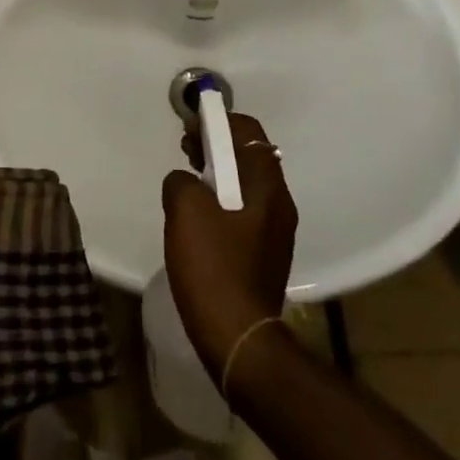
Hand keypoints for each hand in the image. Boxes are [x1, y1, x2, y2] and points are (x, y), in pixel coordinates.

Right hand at [161, 111, 297, 374]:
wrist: (238, 340)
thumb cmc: (214, 267)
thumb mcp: (186, 211)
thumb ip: (181, 181)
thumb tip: (184, 182)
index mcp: (267, 187)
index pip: (248, 132)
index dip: (219, 119)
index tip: (190, 123)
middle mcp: (278, 204)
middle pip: (249, 156)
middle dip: (217, 145)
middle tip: (186, 147)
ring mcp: (274, 232)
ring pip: (245, 184)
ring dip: (218, 173)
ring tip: (187, 178)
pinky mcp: (262, 255)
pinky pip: (242, 211)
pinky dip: (221, 199)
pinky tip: (197, 215)